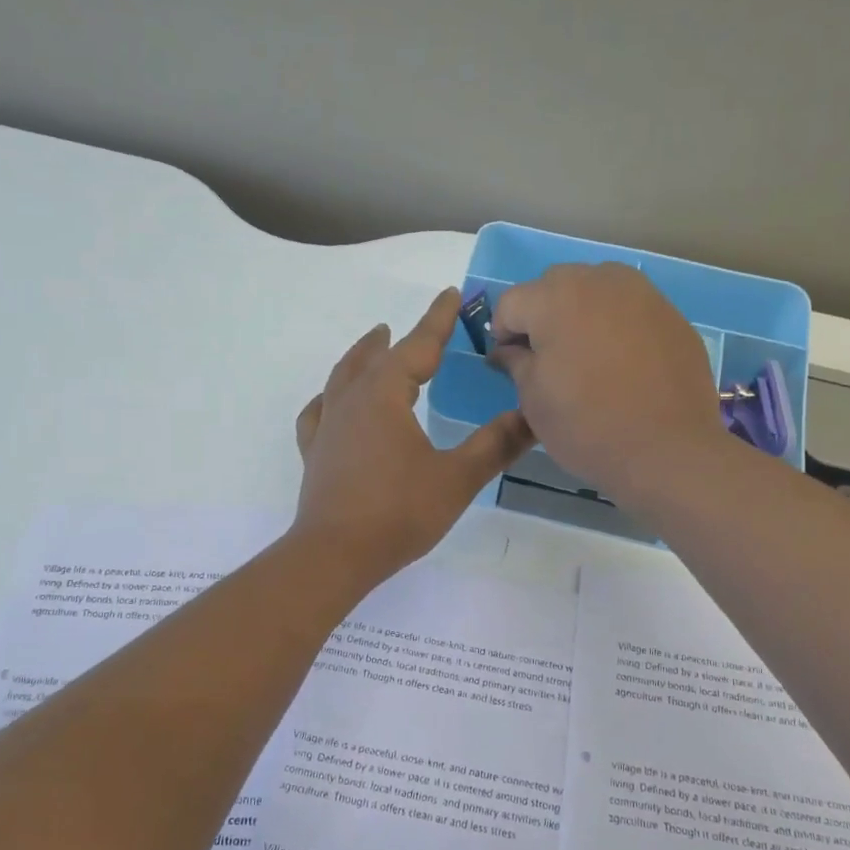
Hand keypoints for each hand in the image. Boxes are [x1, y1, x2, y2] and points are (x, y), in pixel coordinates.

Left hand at [293, 289, 534, 581]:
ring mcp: (328, 426)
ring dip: (362, 356)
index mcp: (385, 395)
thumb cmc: (399, 512)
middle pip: (376, 357)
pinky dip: (329, 398)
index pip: (417, 346)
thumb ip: (496, 444)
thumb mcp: (457, 478)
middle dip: (400, 338)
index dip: (438, 320)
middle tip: (416, 327)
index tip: (452, 295)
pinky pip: (319, 412)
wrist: (335, 555)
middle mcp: (351, 401)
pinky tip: (331, 402)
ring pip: (343, 377)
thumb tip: (533, 416)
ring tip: (374, 344)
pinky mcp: (315, 452)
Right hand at [491, 263, 725, 504]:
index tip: (511, 365)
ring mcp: (641, 293)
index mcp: (555, 297)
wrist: (668, 450)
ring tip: (588, 357)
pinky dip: (617, 326)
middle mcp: (599, 281)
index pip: (510, 303)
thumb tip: (507, 351)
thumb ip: (515, 363)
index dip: (503, 334)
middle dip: (542, 316)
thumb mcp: (533, 400)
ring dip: (581, 313)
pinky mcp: (671, 314)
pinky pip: (629, 309)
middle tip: (548, 360)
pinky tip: (624, 364)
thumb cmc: (586, 425)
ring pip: (595, 290)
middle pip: (553, 286)